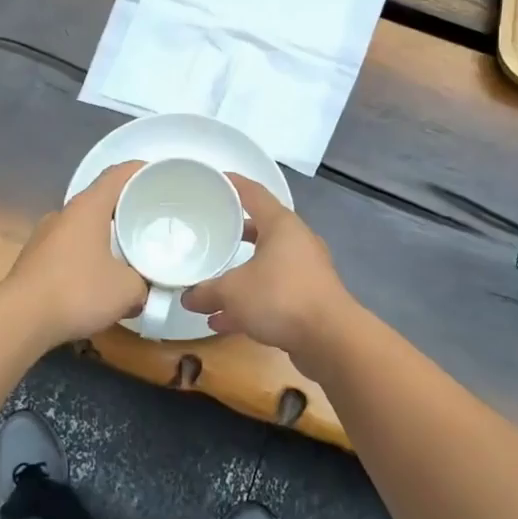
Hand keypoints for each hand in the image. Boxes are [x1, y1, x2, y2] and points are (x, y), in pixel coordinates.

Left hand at [1, 160, 146, 344]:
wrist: (19, 320)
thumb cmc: (78, 291)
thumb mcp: (128, 290)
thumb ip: (142, 283)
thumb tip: (141, 289)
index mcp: (88, 208)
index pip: (118, 175)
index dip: (140, 171)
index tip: (159, 177)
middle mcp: (63, 214)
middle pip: (100, 201)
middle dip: (125, 209)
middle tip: (149, 221)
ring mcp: (43, 237)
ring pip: (83, 228)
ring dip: (104, 237)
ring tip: (126, 255)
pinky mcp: (33, 261)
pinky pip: (68, 250)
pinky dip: (86, 258)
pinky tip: (97, 282)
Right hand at [181, 176, 353, 357]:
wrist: (330, 339)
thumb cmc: (280, 297)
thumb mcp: (232, 292)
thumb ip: (205, 292)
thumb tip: (187, 298)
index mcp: (281, 225)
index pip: (254, 193)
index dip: (232, 184)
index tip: (214, 179)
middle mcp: (296, 242)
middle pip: (260, 230)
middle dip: (233, 234)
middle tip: (208, 233)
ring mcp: (305, 271)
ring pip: (265, 266)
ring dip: (239, 278)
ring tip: (209, 288)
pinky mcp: (308, 298)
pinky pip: (273, 293)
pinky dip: (250, 302)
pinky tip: (224, 321)